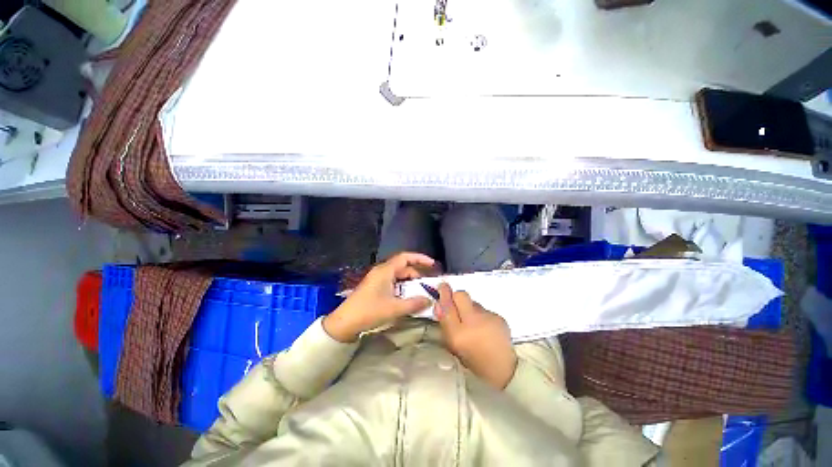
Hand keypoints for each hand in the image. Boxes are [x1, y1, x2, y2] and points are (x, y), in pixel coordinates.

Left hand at [323, 252, 436, 341]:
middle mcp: (382, 271)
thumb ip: (413, 303)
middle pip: (403, 267)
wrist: (345, 322)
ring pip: (398, 276)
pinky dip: (402, 287)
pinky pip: (393, 282)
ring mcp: (378, 279)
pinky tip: (407, 297)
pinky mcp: (375, 287)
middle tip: (427, 285)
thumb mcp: (394, 308)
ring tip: (420, 292)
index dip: (420, 258)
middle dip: (417, 274)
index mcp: (385, 271)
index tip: (432, 264)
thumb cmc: (369, 311)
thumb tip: (429, 300)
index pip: (405, 257)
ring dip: (410, 282)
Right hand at [435, 283, 516, 389]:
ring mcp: (489, 318)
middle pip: (461, 295)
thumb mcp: (453, 345)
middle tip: (456, 305)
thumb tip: (439, 304)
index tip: (441, 286)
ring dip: (469, 308)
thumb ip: (444, 324)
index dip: (444, 294)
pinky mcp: (499, 317)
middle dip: (456, 296)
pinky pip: (484, 309)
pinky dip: (481, 315)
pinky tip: (485, 327)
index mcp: (458, 334)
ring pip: (473, 302)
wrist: (503, 371)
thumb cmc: (473, 361)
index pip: (447, 305)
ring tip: (473, 323)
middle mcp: (474, 322)